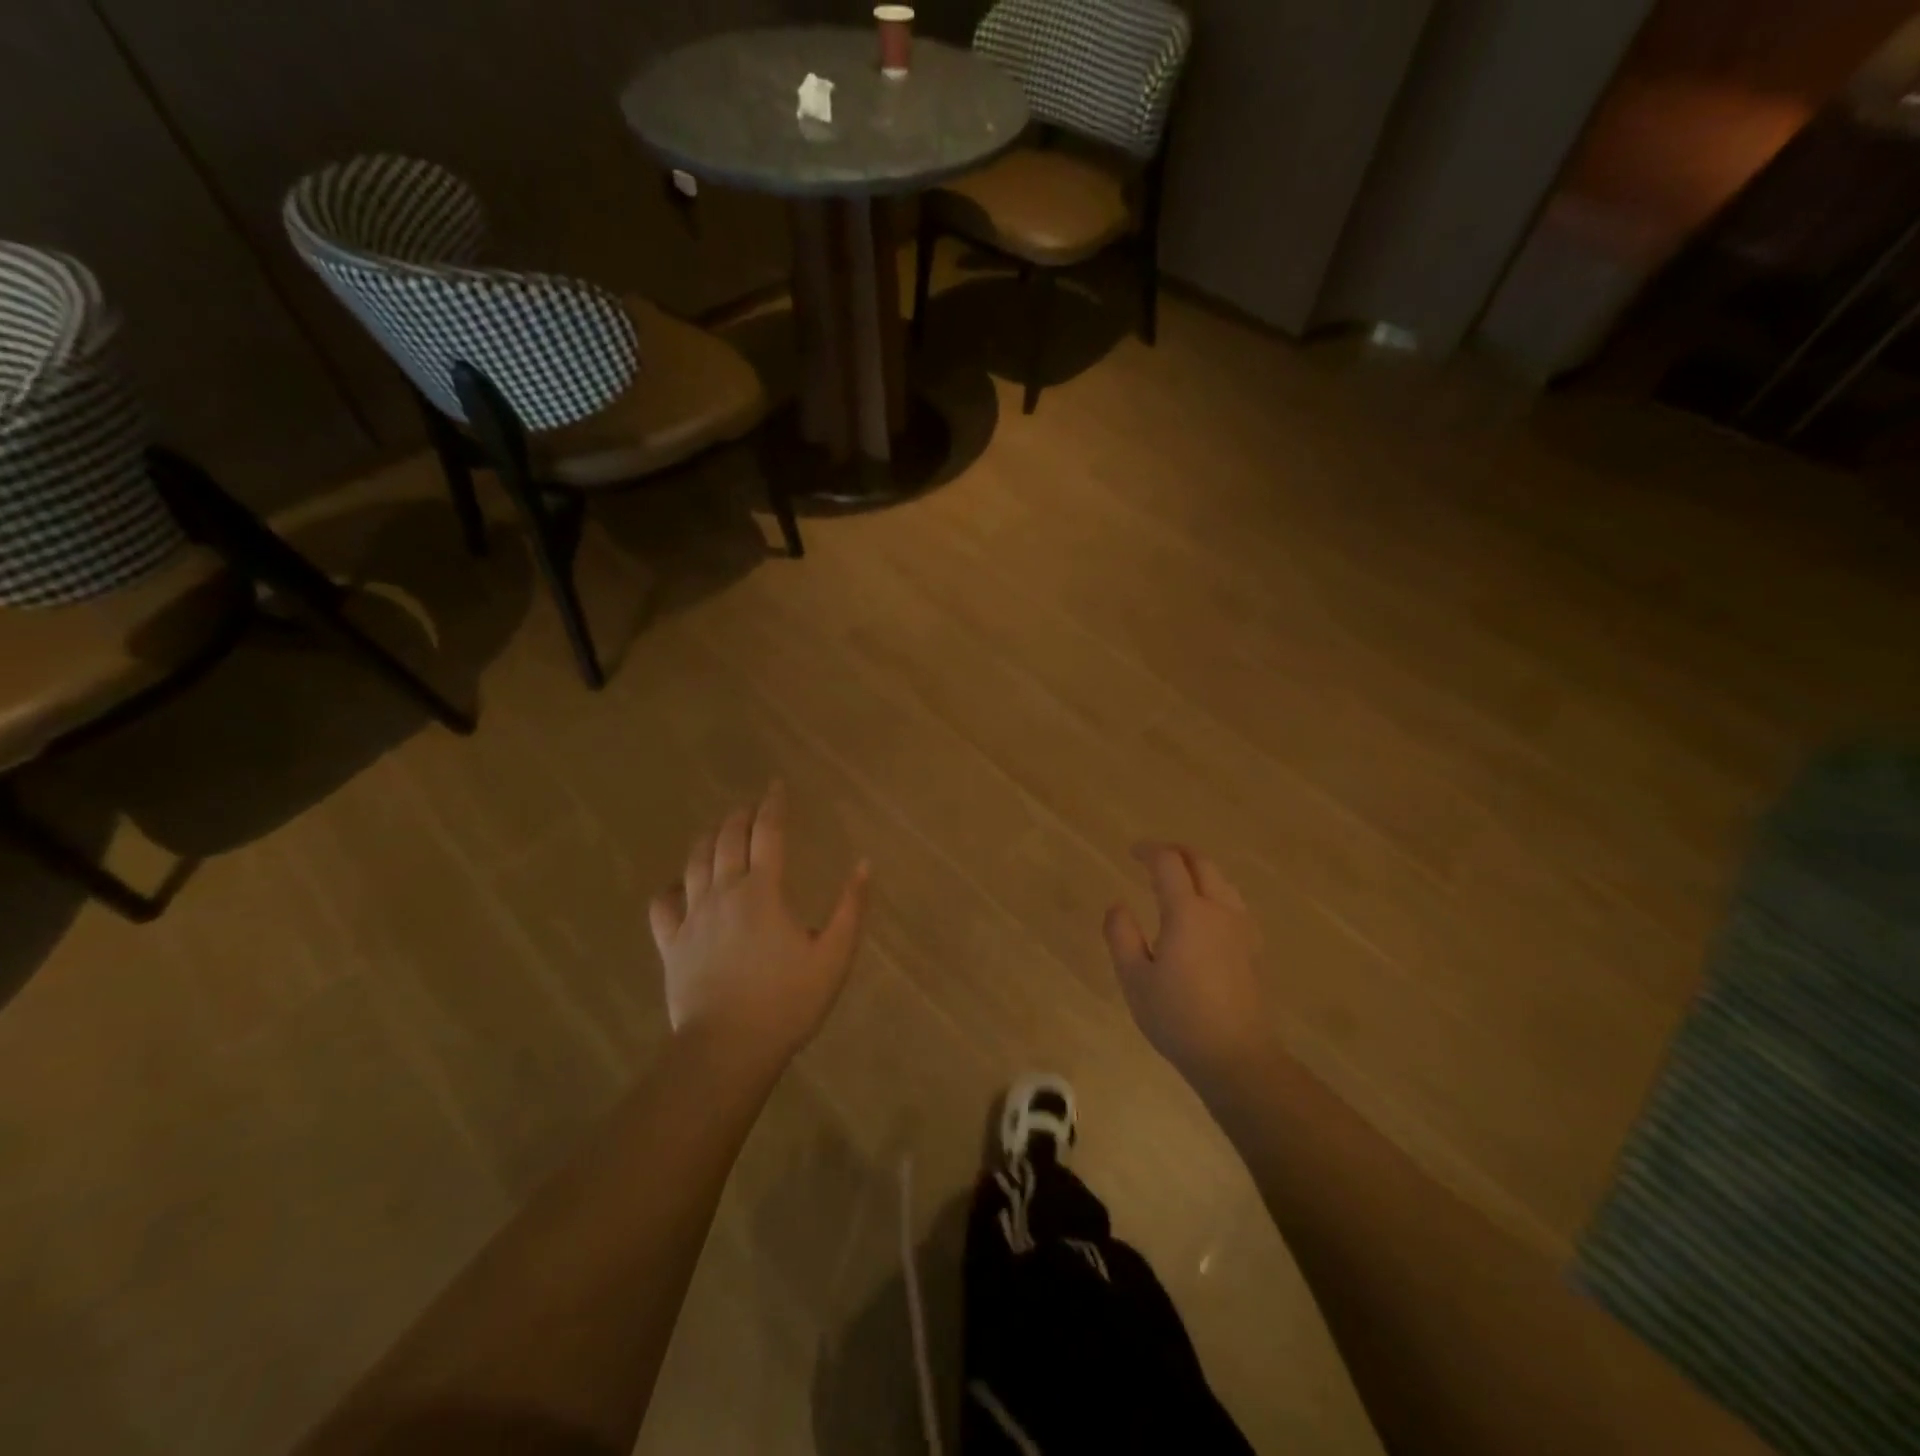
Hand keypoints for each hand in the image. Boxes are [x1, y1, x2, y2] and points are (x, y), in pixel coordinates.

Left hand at [649, 783, 871, 1072]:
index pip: (768, 833)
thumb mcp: (834, 956)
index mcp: (763, 892)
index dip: (773, 805)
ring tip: (719, 830)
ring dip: (708, 839)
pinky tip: (679, 884)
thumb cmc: (787, 1002)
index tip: (776, 785)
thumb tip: (864, 864)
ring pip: (694, 863)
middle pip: (727, 840)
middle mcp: (724, 893)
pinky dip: (671, 886)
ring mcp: (692, 918)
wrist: (728, 1049)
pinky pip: (663, 904)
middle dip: (740, 816)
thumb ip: (851, 908)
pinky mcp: (671, 944)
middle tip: (750, 807)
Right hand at [1104, 843, 1270, 1086]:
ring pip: (1222, 880)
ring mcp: (1241, 928)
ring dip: (1199, 869)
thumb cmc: (1178, 1017)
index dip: (1149, 850)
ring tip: (1178, 878)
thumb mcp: (1134, 978)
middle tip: (1154, 856)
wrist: (1236, 1056)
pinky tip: (1206, 910)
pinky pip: (1233, 901)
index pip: (1168, 863)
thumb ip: (1121, 935)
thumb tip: (1117, 904)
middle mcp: (1218, 910)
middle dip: (1177, 852)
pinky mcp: (1252, 947)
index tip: (1132, 851)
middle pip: (1202, 863)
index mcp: (1187, 912)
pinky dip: (1215, 890)